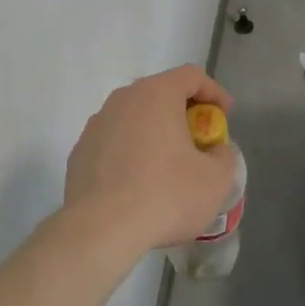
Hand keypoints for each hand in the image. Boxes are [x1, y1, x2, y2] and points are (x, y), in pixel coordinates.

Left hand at [62, 66, 236, 256]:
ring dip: (155, 133)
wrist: (101, 229)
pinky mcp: (80, 151)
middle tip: (199, 142)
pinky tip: (138, 184)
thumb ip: (223, 156)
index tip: (224, 117)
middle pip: (160, 94)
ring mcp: (96, 124)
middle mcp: (123, 99)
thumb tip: (214, 151)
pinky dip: (130, 153)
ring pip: (134, 118)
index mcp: (156, 94)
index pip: (191, 76)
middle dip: (183, 113)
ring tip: (168, 166)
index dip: (213, 92)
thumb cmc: (165, 196)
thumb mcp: (216, 180)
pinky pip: (114, 142)